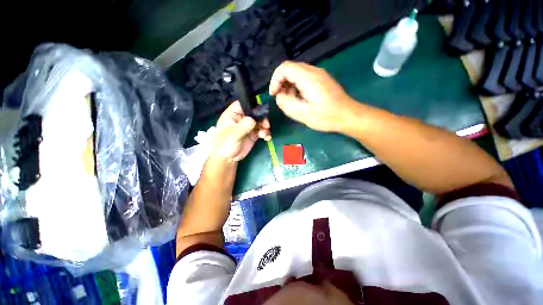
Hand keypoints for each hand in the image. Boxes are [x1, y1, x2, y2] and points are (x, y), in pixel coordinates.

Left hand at [211, 101, 270, 161]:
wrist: (228, 158)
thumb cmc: (225, 144)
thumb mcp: (233, 135)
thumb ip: (243, 127)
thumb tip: (253, 120)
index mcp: (233, 115)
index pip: (242, 105)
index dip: (251, 106)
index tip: (260, 111)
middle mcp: (241, 119)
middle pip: (254, 113)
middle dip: (262, 118)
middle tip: (266, 125)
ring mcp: (248, 127)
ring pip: (260, 122)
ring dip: (265, 127)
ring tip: (264, 134)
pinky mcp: (253, 134)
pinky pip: (262, 131)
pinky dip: (266, 134)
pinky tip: (267, 138)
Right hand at [269, 61, 358, 132]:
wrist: (348, 116)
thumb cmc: (326, 117)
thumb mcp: (302, 114)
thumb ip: (286, 103)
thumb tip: (279, 96)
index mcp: (308, 77)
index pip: (284, 68)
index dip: (275, 80)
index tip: (274, 95)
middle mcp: (313, 71)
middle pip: (290, 69)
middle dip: (281, 83)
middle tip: (281, 99)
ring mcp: (319, 74)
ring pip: (296, 73)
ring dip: (289, 85)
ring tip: (290, 101)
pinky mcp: (322, 80)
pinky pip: (304, 78)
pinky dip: (297, 86)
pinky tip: (300, 99)